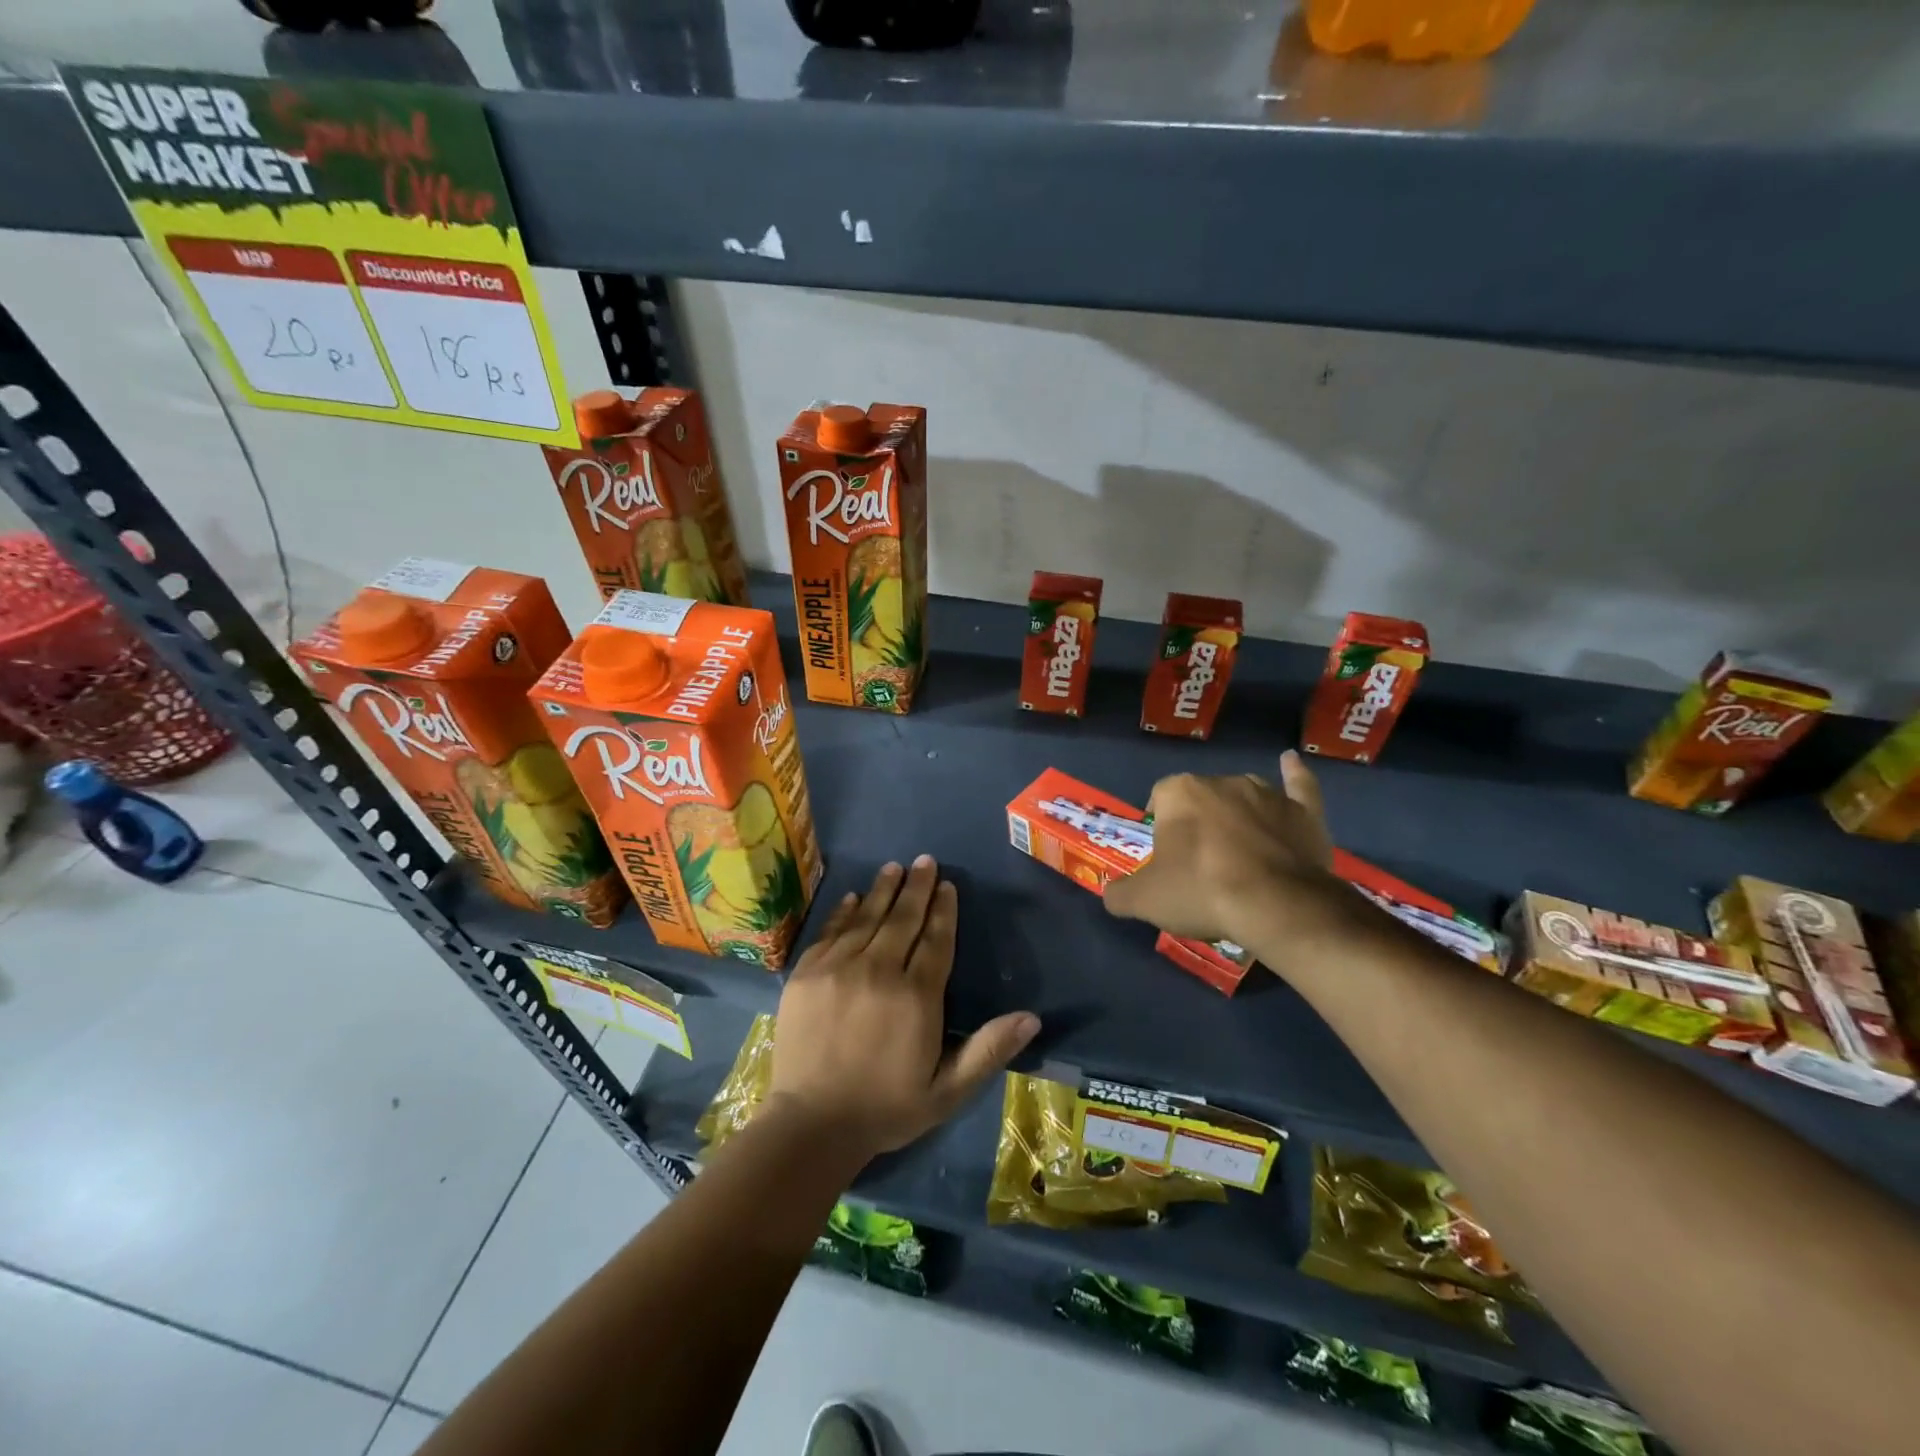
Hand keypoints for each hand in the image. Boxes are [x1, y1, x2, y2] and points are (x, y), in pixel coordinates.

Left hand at [768, 857, 1040, 1160]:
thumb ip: (988, 1050)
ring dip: (884, 890)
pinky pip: (831, 931)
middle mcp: (879, 971)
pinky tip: (855, 896)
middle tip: (925, 860)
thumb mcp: (948, 1090)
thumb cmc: (887, 1108)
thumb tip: (1032, 1017)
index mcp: (916, 997)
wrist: (811, 1125)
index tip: (947, 885)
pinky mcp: (807, 973)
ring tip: (895, 867)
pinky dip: (845, 911)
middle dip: (917, 887)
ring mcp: (838, 968)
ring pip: (867, 917)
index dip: (944, 910)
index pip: (935, 940)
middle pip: (902, 919)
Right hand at [1104, 750, 1348, 962]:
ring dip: (1237, 815)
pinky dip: (1294, 775)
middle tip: (1199, 866)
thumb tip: (1112, 894)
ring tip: (1238, 852)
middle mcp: (1221, 781)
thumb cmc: (1202, 892)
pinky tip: (1291, 762)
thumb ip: (1120, 894)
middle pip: (1200, 798)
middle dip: (1198, 824)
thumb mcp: (1144, 900)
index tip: (1165, 858)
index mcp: (1180, 792)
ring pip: (1242, 797)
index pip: (1159, 799)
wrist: (1277, 906)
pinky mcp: (1303, 811)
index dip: (1160, 827)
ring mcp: (1266, 793)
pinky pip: (1298, 785)